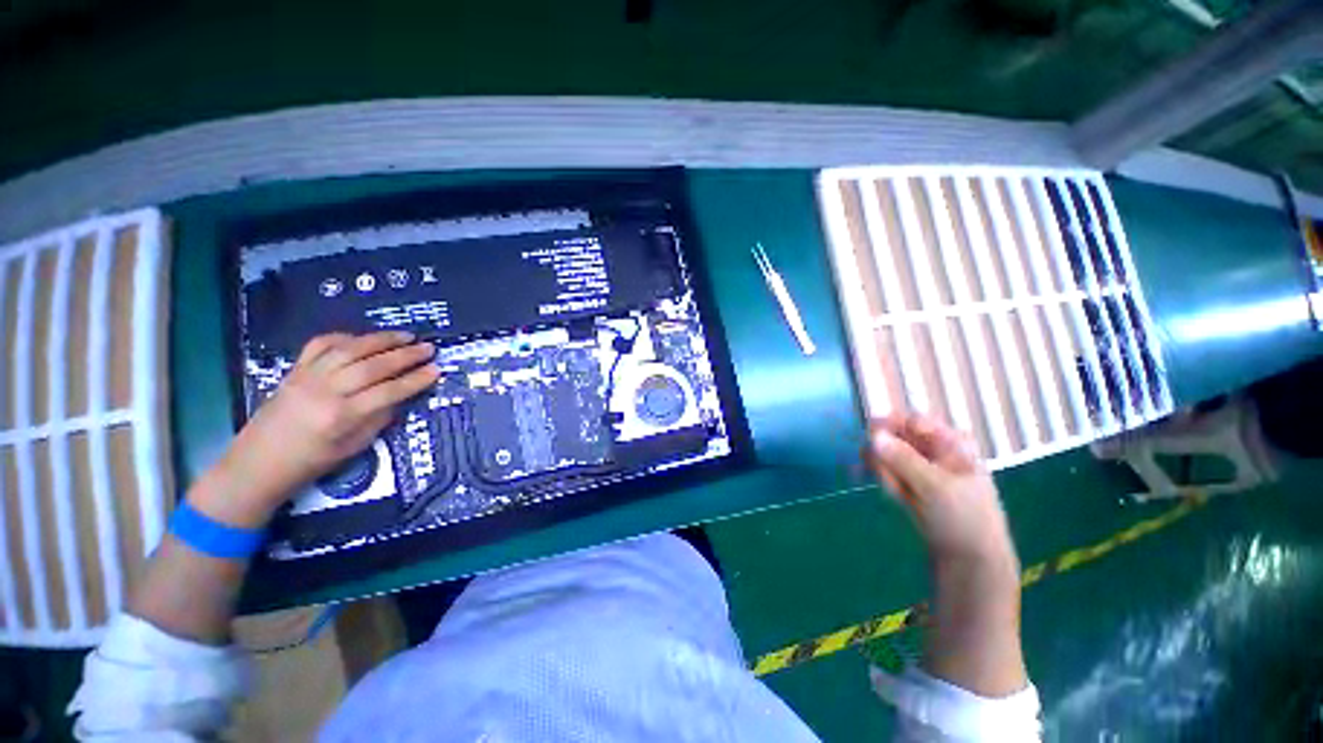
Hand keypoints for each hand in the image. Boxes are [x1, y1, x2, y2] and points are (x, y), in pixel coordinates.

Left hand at [195, 331, 439, 526]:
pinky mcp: (294, 369)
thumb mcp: (354, 447)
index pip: (389, 391)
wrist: (258, 462)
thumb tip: (401, 396)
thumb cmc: (311, 462)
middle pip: (373, 366)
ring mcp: (307, 377)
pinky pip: (321, 344)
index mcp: (342, 416)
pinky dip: (344, 337)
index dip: (416, 380)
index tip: (436, 369)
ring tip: (406, 335)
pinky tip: (362, 338)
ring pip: (350, 349)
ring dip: (382, 340)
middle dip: (405, 355)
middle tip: (428, 347)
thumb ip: (379, 418)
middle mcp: (325, 391)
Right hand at [864, 413, 1016, 570]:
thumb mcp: (935, 487)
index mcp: (950, 441)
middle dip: (884, 456)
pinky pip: (885, 472)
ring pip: (885, 455)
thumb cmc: (964, 519)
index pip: (911, 421)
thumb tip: (872, 435)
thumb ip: (903, 459)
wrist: (969, 561)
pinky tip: (895, 498)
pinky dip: (885, 482)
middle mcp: (933, 449)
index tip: (869, 439)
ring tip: (897, 494)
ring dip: (884, 472)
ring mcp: (918, 466)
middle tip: (885, 476)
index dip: (889, 427)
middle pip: (894, 437)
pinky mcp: (907, 482)